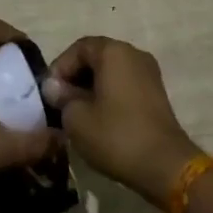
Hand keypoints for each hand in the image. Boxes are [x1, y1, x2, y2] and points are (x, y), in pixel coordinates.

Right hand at [41, 36, 199, 208]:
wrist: (164, 164)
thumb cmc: (115, 135)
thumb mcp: (77, 118)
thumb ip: (62, 97)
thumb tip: (54, 88)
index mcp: (114, 52)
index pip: (79, 48)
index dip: (60, 67)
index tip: (49, 92)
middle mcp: (134, 54)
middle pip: (97, 57)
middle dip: (75, 77)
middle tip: (59, 101)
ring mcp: (149, 73)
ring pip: (111, 71)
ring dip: (91, 87)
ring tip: (76, 112)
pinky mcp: (156, 93)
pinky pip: (125, 84)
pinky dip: (108, 94)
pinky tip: (98, 118)